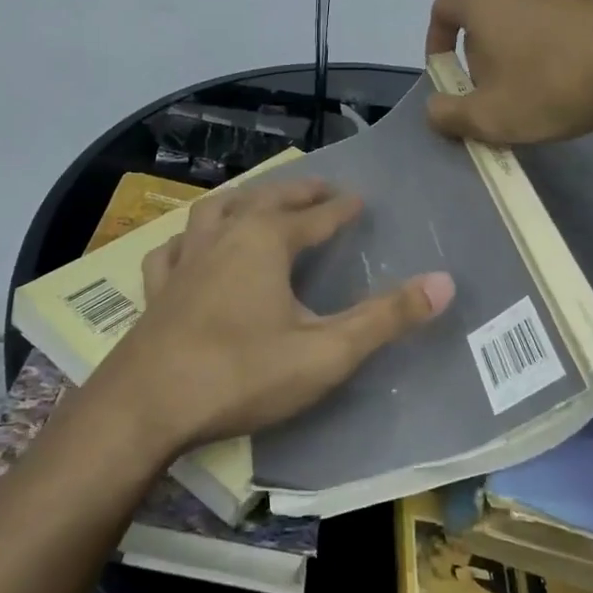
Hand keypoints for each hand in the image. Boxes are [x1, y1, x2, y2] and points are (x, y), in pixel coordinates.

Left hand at [91, 179, 454, 457]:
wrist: (147, 405)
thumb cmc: (242, 374)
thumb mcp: (325, 352)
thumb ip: (385, 318)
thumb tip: (445, 283)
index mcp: (266, 242)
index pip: (315, 217)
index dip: (341, 208)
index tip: (360, 199)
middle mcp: (224, 237)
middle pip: (265, 200)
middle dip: (296, 192)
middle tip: (320, 188)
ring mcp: (184, 260)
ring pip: (214, 211)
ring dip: (242, 200)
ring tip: (257, 201)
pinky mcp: (157, 288)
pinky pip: (173, 249)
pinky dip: (188, 239)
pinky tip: (189, 247)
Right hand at [424, 0, 592, 144]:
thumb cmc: (549, 87)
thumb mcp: (486, 117)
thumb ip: (446, 115)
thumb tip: (434, 109)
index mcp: (481, 0)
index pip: (441, 12)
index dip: (435, 45)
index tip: (446, 77)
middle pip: (479, 16)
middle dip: (475, 54)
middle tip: (487, 91)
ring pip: (516, 20)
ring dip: (511, 53)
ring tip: (526, 90)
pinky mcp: (590, 1)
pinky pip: (550, 24)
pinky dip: (544, 49)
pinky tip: (562, 81)